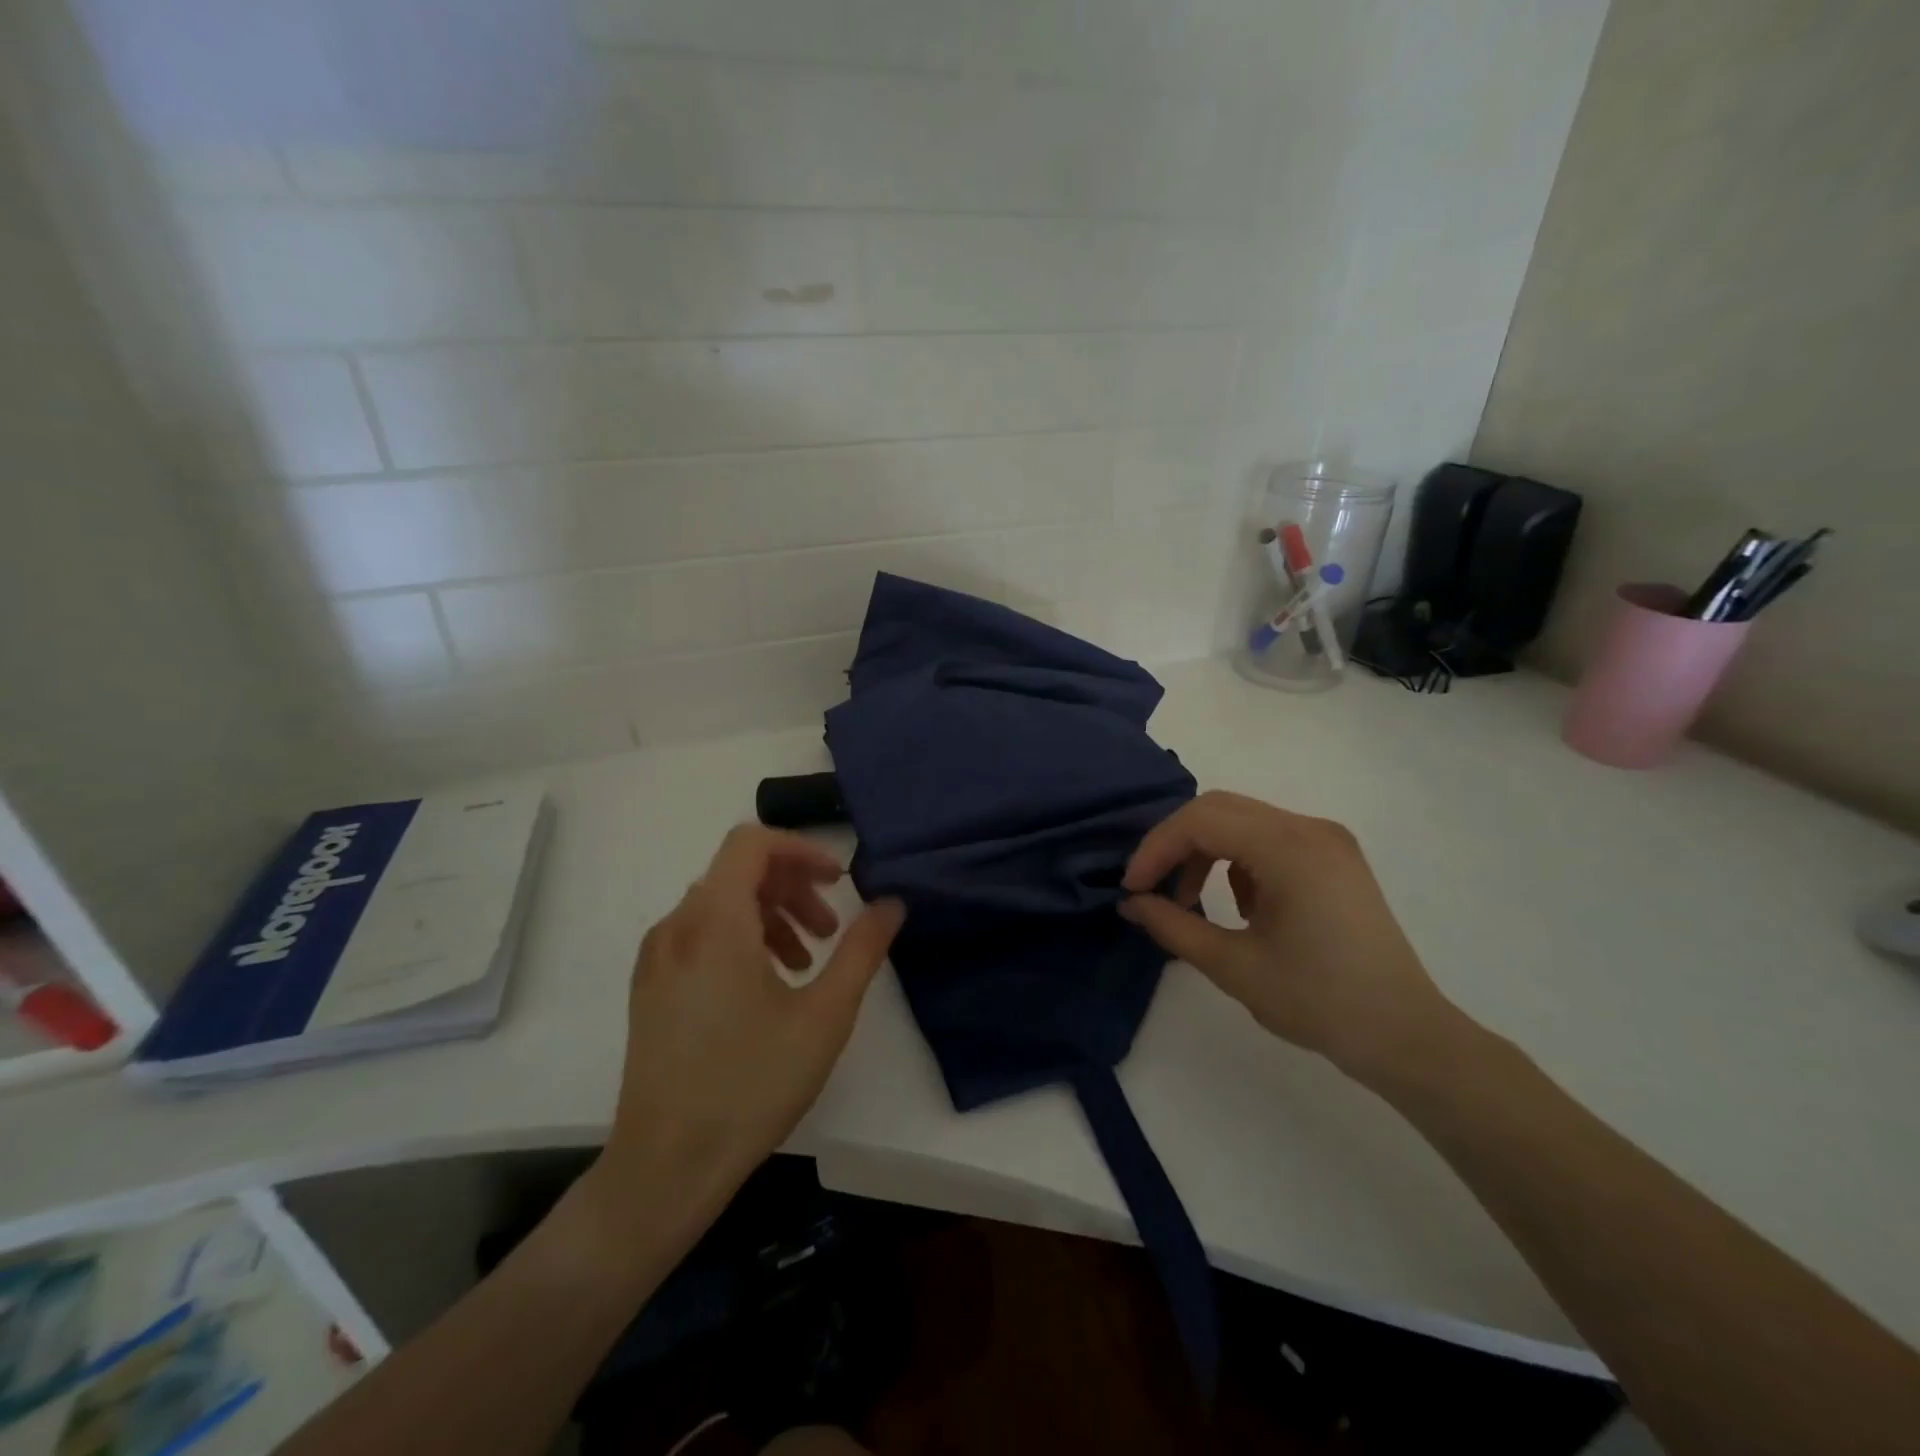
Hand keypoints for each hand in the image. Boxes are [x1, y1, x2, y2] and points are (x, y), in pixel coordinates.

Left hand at [595, 825, 904, 1215]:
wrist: (665, 1168)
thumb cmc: (751, 1085)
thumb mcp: (825, 1015)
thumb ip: (862, 949)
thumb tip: (891, 903)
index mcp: (714, 921)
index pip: (753, 843)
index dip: (802, 850)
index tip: (839, 881)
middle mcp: (676, 926)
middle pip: (738, 872)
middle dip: (793, 888)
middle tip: (830, 931)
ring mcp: (656, 957)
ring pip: (719, 903)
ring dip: (770, 915)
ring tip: (804, 962)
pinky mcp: (649, 987)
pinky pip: (699, 934)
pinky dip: (740, 938)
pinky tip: (765, 986)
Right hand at [1119, 791, 1466, 1084]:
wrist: (1405, 1035)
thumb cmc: (1319, 1002)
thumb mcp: (1233, 966)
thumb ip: (1173, 926)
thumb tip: (1131, 903)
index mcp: (1289, 848)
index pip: (1201, 821)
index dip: (1156, 849)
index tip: (1132, 889)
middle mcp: (1309, 828)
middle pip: (1218, 809)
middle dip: (1175, 845)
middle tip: (1151, 887)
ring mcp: (1326, 839)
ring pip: (1241, 820)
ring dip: (1205, 851)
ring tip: (1190, 901)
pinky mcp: (1333, 857)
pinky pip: (1268, 837)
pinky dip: (1237, 859)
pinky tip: (1240, 905)